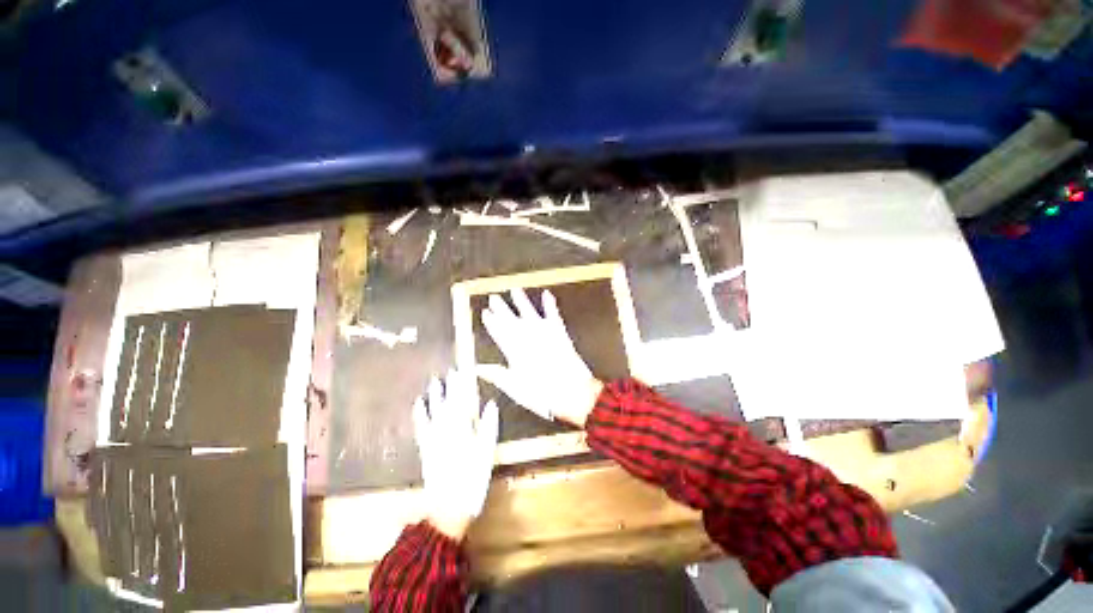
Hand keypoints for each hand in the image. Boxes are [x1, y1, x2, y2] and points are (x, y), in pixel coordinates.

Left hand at [413, 369, 498, 539]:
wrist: (448, 507)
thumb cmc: (472, 480)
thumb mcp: (486, 453)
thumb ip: (488, 427)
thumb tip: (491, 404)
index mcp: (463, 429)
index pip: (465, 401)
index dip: (464, 386)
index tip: (464, 371)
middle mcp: (447, 430)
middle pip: (450, 403)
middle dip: (452, 387)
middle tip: (452, 371)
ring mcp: (434, 439)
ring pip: (435, 412)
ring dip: (436, 396)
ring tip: (435, 381)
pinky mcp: (426, 449)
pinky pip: (422, 428)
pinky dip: (420, 415)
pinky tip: (418, 404)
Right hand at [478, 288, 602, 426]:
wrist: (572, 391)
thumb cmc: (542, 393)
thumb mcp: (514, 388)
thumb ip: (496, 374)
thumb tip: (478, 368)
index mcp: (514, 351)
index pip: (499, 332)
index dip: (491, 322)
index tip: (485, 312)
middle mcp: (527, 338)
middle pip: (511, 319)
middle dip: (501, 308)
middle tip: (494, 297)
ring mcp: (544, 332)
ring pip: (529, 312)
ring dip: (521, 300)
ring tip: (514, 290)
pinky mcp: (559, 331)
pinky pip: (553, 313)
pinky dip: (550, 303)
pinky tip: (546, 293)